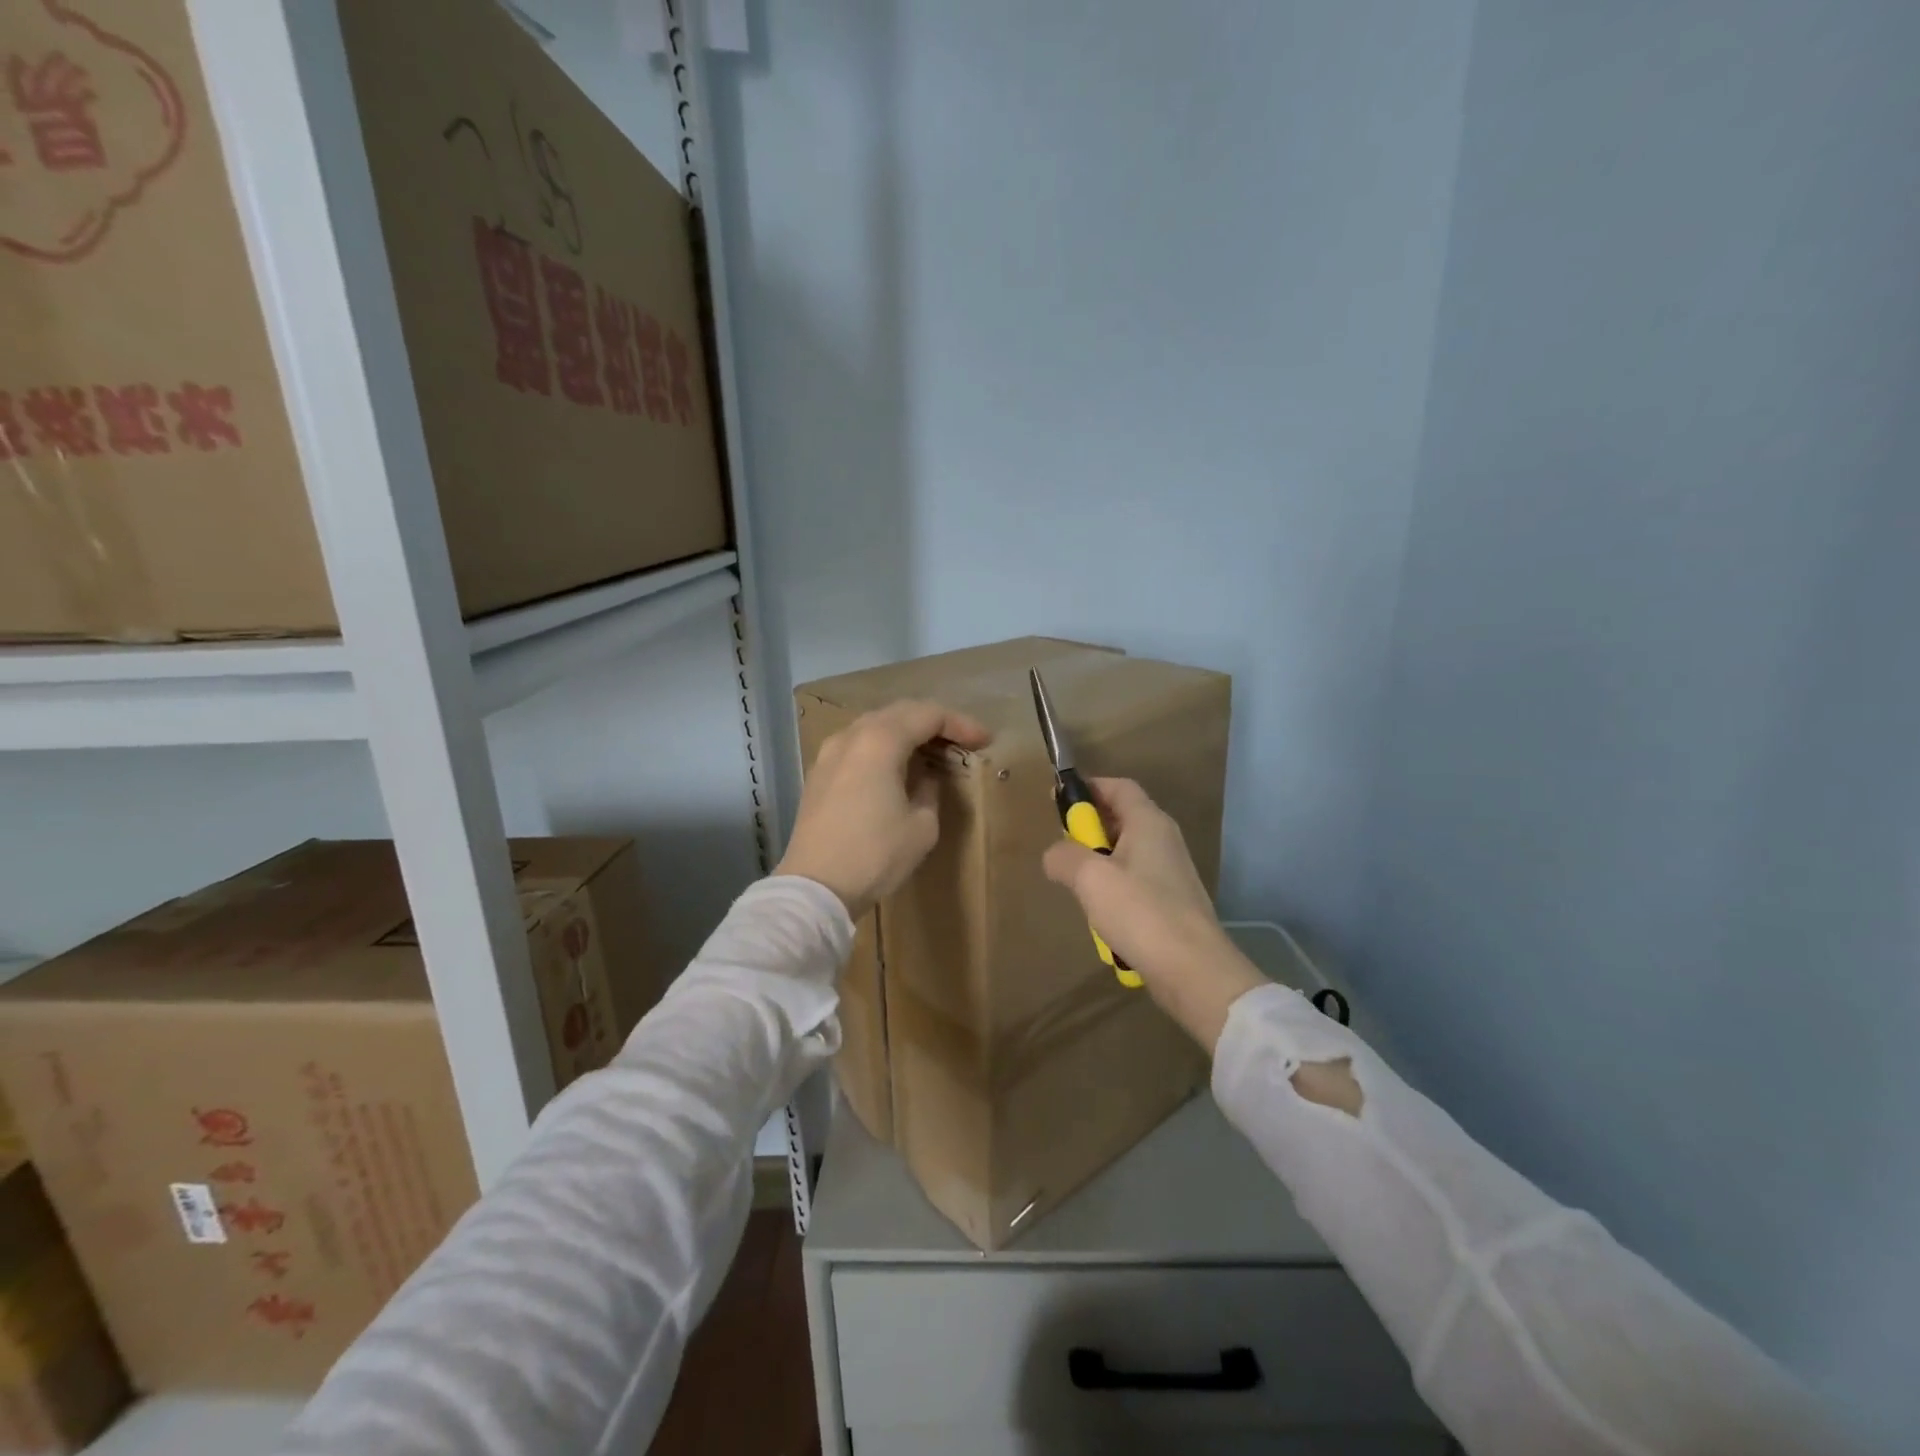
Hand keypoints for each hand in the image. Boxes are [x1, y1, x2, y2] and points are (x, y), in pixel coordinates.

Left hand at [776, 699, 991, 920]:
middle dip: (934, 723)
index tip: (983, 740)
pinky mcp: (818, 774)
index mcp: (880, 741)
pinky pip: (857, 745)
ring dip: (906, 733)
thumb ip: (930, 790)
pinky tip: (898, 767)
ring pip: (874, 726)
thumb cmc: (875, 855)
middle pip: (899, 713)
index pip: (928, 715)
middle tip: (962, 742)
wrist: (815, 888)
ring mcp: (829, 753)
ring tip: (932, 752)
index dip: (960, 724)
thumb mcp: (921, 826)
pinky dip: (883, 747)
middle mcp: (851, 736)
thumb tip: (925, 777)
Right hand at [1042, 777, 1266, 1052]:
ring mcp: (1171, 873)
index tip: (1059, 802)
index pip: (1118, 787)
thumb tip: (1054, 854)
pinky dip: (1114, 893)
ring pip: (1125, 855)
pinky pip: (1135, 885)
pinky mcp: (1172, 903)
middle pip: (1122, 819)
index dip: (1089, 788)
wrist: (1193, 971)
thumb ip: (1065, 856)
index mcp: (1149, 822)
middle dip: (1089, 831)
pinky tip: (1102, 919)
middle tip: (1064, 850)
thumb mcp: (1090, 878)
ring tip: (1079, 889)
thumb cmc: (1141, 912)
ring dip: (1099, 867)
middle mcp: (1164, 840)